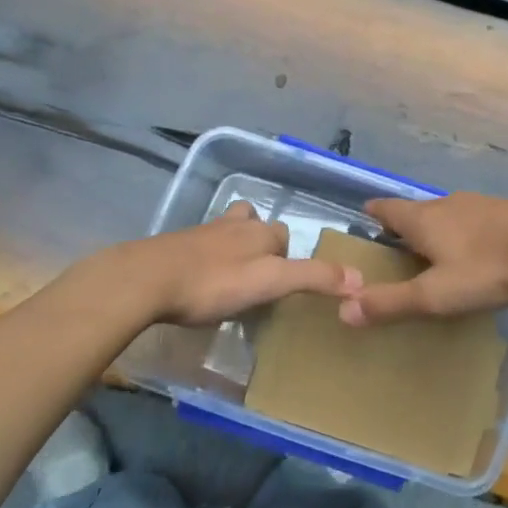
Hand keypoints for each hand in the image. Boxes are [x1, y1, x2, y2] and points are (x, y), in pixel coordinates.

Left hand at [134, 201, 361, 325]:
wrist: (147, 280)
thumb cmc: (214, 282)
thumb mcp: (270, 282)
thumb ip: (313, 278)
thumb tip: (360, 278)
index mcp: (259, 231)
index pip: (284, 234)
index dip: (288, 256)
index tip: (283, 283)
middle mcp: (232, 224)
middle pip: (254, 223)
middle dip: (260, 242)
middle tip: (260, 276)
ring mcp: (200, 233)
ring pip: (226, 230)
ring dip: (232, 245)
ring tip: (232, 274)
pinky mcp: (174, 247)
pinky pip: (199, 248)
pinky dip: (205, 258)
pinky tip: (199, 281)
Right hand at [339, 193, 507, 325]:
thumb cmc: (485, 267)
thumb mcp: (435, 294)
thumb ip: (391, 303)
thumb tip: (343, 310)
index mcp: (422, 220)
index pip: (387, 209)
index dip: (374, 213)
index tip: (365, 218)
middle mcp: (446, 204)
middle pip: (417, 210)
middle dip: (405, 225)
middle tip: (397, 246)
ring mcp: (479, 204)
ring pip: (447, 213)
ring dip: (437, 228)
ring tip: (435, 251)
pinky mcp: (507, 211)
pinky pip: (475, 219)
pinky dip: (466, 232)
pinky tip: (477, 250)